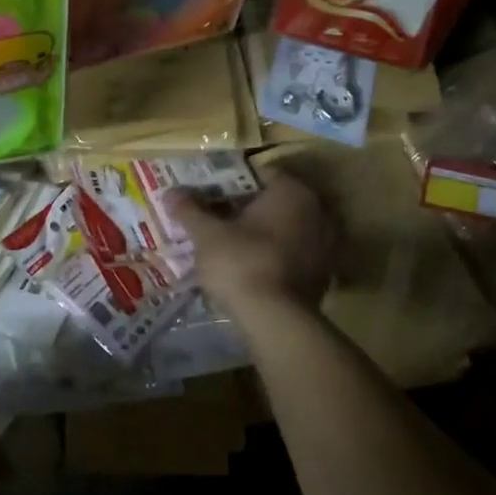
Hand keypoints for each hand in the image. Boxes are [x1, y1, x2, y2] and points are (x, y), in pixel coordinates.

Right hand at [167, 170, 337, 315]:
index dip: (229, 180)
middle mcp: (316, 211)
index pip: (258, 173)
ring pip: (284, 228)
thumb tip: (170, 192)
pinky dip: (272, 254)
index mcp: (291, 191)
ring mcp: (324, 244)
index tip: (207, 190)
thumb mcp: (207, 235)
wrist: (276, 321)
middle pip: (272, 201)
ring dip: (259, 232)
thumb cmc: (241, 263)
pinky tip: (248, 266)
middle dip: (243, 207)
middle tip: (214, 215)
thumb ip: (190, 210)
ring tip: (228, 242)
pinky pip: (292, 253)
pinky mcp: (323, 274)